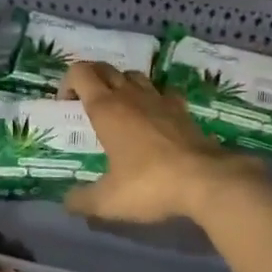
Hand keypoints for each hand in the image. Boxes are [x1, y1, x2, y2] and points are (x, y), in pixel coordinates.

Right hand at [63, 61, 265, 224]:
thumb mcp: (107, 201)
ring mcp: (160, 99)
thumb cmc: (149, 184)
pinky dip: (153, 97)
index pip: (81, 72)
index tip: (65, 104)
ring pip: (134, 76)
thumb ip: (82, 200)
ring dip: (121, 84)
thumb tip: (67, 202)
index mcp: (106, 108)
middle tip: (86, 104)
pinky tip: (154, 116)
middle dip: (91, 79)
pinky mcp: (183, 110)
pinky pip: (163, 92)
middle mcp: (130, 95)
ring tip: (119, 109)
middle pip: (106, 68)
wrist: (206, 180)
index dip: (68, 82)